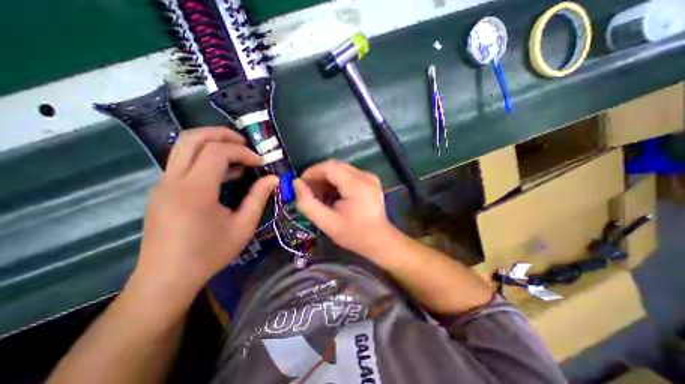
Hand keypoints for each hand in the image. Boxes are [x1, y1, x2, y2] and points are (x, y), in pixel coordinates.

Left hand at [131, 127, 276, 294]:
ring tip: (238, 156)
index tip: (260, 163)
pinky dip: (205, 159)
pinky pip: (184, 163)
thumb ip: (258, 198)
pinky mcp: (163, 191)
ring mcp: (163, 185)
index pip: (217, 152)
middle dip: (222, 134)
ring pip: (184, 147)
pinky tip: (224, 174)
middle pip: (192, 138)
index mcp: (195, 191)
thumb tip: (273, 178)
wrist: (166, 278)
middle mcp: (173, 181)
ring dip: (213, 144)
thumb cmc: (209, 254)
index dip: (242, 152)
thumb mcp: (243, 227)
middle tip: (245, 143)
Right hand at [292, 158, 396, 257]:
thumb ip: (308, 203)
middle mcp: (365, 176)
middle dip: (318, 176)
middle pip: (335, 166)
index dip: (312, 172)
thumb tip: (296, 183)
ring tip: (319, 195)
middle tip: (308, 192)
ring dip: (327, 179)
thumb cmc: (354, 234)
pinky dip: (336, 182)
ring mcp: (369, 177)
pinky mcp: (370, 180)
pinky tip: (332, 195)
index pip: (329, 167)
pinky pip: (348, 174)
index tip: (301, 185)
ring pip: (340, 169)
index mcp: (356, 185)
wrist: (379, 240)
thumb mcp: (327, 223)